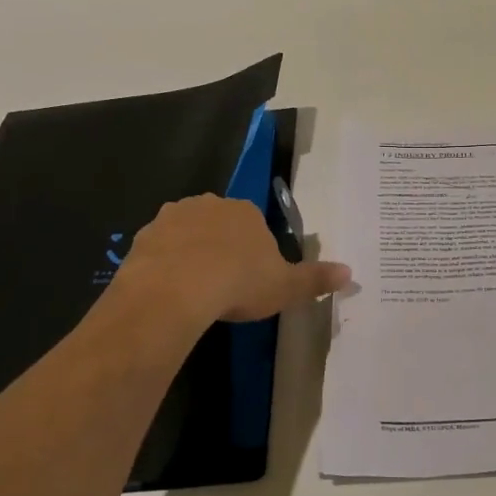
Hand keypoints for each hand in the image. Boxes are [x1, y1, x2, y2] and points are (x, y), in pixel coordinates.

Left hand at [111, 194, 350, 327]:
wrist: (174, 291)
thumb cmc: (238, 283)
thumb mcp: (285, 287)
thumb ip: (316, 279)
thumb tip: (351, 273)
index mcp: (246, 212)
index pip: (254, 224)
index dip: (254, 251)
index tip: (252, 278)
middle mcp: (209, 204)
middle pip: (220, 224)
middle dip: (222, 247)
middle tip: (224, 284)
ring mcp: (172, 217)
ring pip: (187, 233)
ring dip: (191, 252)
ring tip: (194, 290)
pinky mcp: (144, 236)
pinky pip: (159, 248)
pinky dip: (165, 264)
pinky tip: (169, 290)